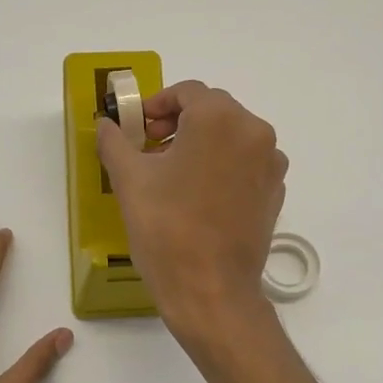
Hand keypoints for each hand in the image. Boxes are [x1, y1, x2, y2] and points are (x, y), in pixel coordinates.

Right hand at [95, 81, 286, 345]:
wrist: (211, 290)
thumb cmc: (166, 228)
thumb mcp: (129, 179)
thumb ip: (115, 141)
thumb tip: (106, 123)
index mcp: (220, 118)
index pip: (187, 92)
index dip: (156, 105)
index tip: (138, 128)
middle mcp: (254, 131)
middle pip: (213, 110)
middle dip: (179, 122)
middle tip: (150, 148)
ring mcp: (271, 163)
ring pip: (232, 136)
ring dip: (202, 143)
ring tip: (173, 172)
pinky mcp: (275, 192)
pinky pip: (246, 163)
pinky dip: (223, 166)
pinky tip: (199, 195)